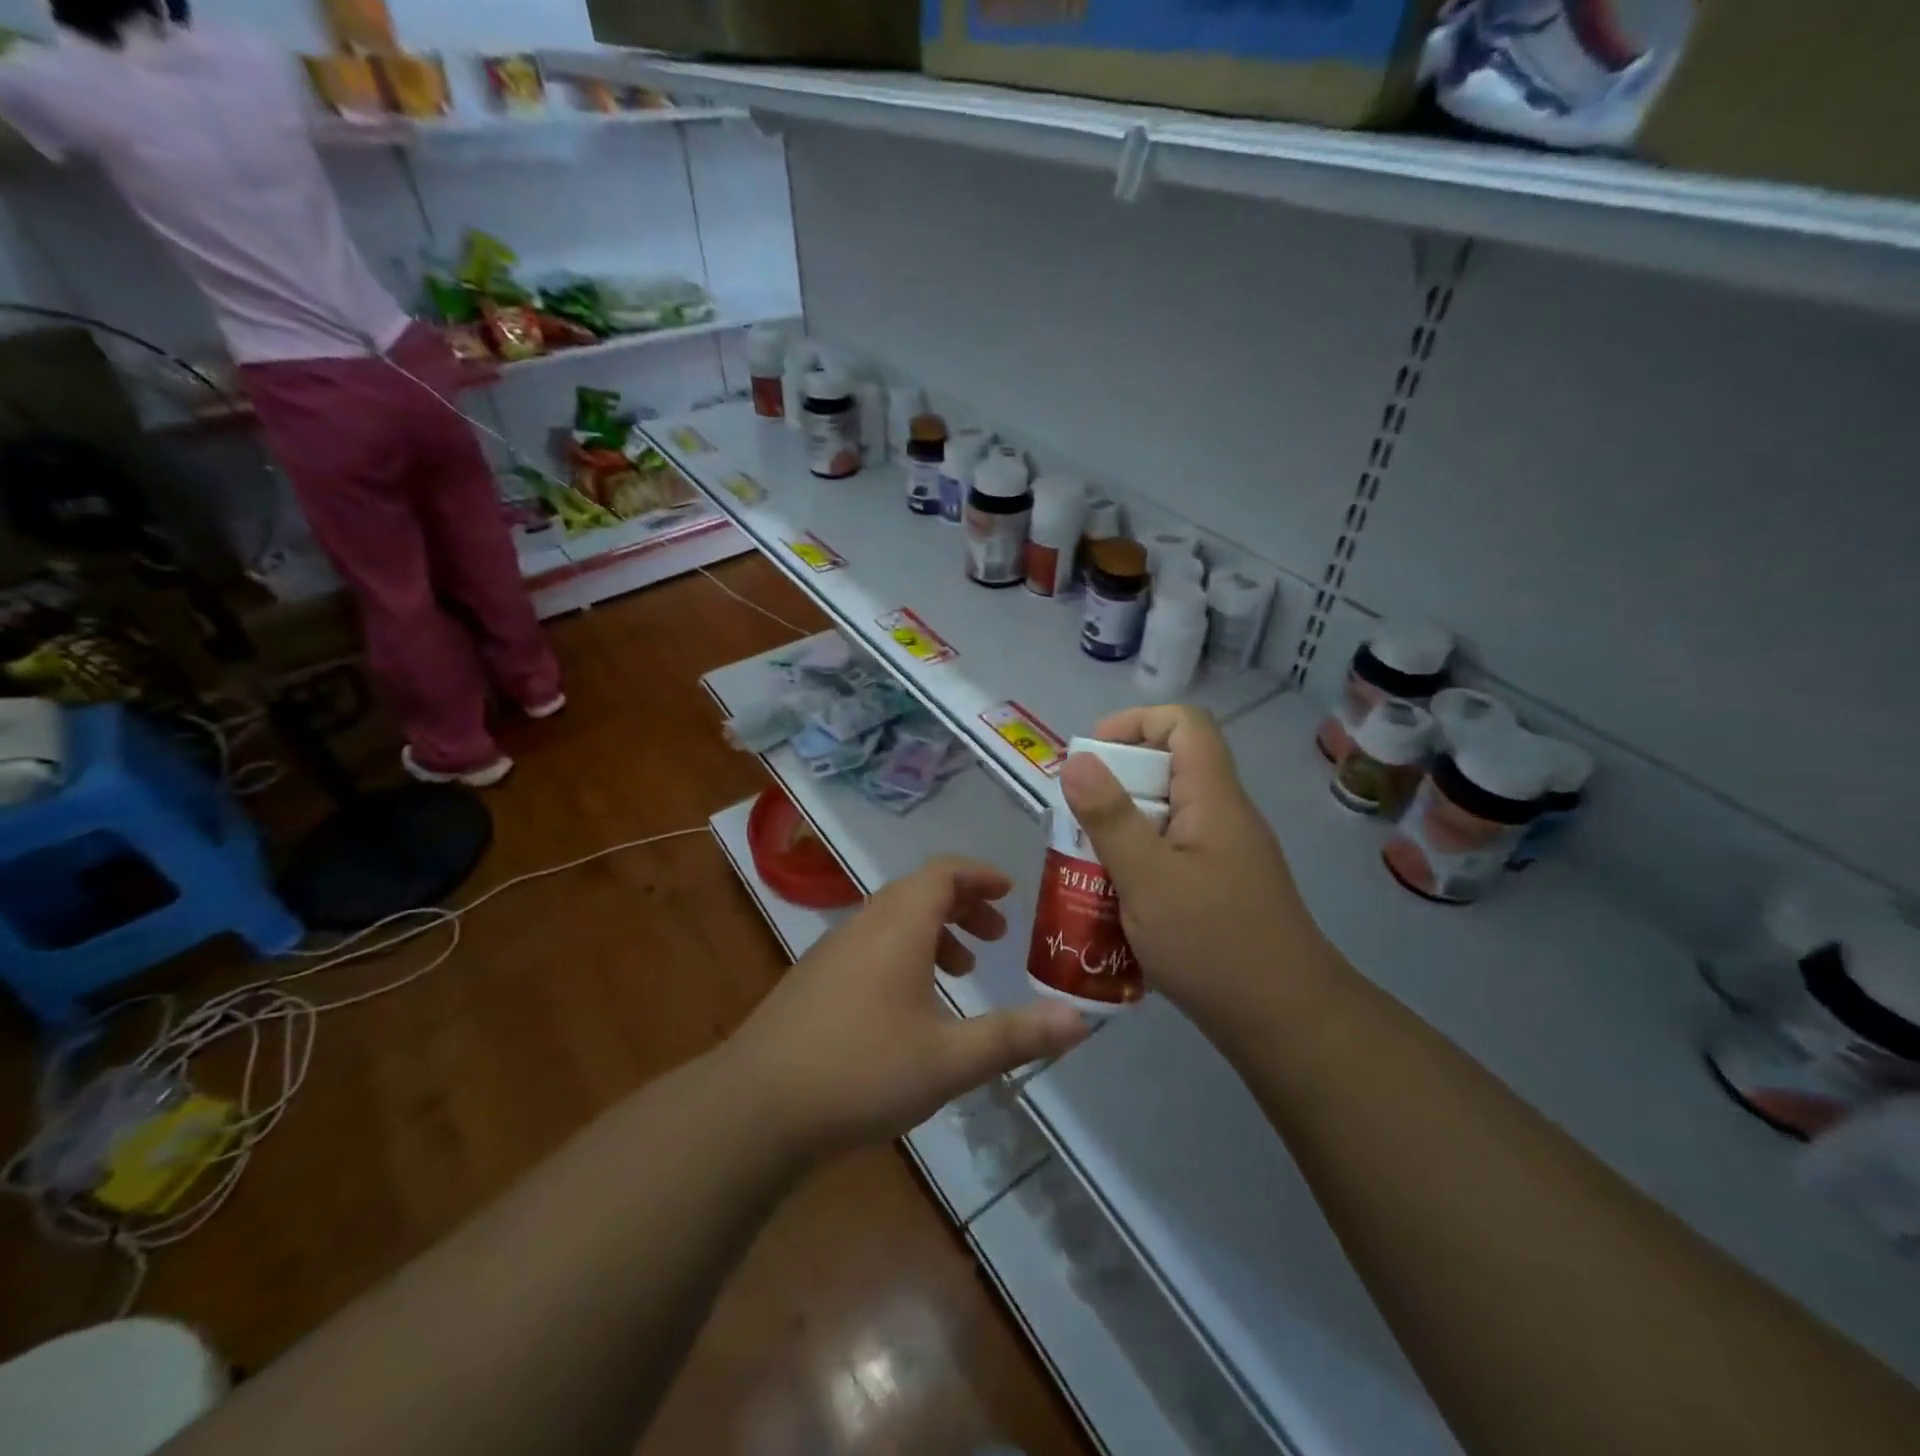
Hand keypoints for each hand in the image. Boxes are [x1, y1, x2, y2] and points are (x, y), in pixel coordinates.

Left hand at [726, 857, 1091, 1158]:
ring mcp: (832, 951)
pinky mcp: (814, 980)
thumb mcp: (950, 1059)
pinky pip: (870, 945)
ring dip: (933, 932)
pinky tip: (910, 1007)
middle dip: (962, 906)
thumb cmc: (861, 1071)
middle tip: (994, 937)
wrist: (756, 1107)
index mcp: (898, 926)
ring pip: (892, 920)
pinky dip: (904, 953)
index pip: (943, 873)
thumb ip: (1016, 1036)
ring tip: (961, 972)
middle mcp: (864, 925)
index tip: (1010, 892)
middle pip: (918, 892)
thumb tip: (1082, 1020)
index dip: (979, 875)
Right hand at [1059, 706, 1326, 1034]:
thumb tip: (1076, 759)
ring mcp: (1222, 855)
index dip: (1135, 722)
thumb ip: (1110, 818)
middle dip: (1113, 786)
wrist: (1286, 1023)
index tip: (1090, 757)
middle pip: (1167, 769)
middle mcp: (1222, 816)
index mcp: (1214, 798)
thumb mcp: (1148, 878)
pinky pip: (1169, 856)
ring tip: (1083, 864)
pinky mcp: (1218, 889)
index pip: (1184, 724)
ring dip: (1120, 831)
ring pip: (1163, 818)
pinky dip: (1136, 865)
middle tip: (1074, 823)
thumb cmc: (1214, 944)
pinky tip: (1112, 902)